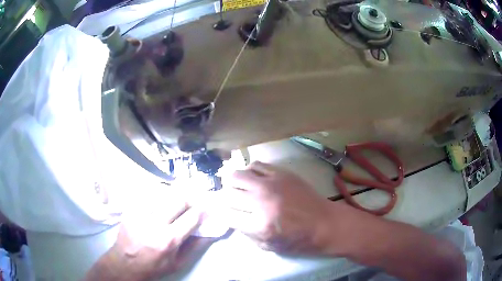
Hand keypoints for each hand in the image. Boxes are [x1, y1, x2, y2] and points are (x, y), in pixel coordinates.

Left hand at [85, 188, 207, 280]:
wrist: (125, 263)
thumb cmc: (154, 266)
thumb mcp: (178, 263)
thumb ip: (195, 247)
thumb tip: (210, 232)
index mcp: (168, 240)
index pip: (191, 217)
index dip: (202, 211)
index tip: (206, 208)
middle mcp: (154, 223)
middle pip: (178, 199)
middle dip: (190, 199)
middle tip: (192, 203)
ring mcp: (140, 213)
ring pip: (163, 193)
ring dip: (174, 196)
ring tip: (177, 202)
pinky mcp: (130, 209)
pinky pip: (149, 195)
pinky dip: (159, 196)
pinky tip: (160, 203)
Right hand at [217, 162, 335, 253]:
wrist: (325, 224)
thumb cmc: (299, 241)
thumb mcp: (269, 247)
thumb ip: (246, 233)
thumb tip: (231, 217)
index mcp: (259, 225)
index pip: (225, 214)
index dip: (221, 214)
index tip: (224, 213)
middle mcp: (262, 202)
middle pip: (227, 193)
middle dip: (225, 200)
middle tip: (232, 203)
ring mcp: (272, 184)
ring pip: (236, 175)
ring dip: (234, 184)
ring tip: (241, 189)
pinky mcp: (282, 173)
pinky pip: (256, 165)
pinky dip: (250, 172)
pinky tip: (255, 179)